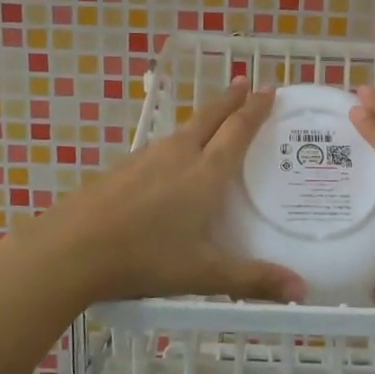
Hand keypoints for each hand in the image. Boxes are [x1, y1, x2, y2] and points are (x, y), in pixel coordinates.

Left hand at [18, 81, 305, 307]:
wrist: (72, 249)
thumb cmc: (145, 258)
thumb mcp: (204, 273)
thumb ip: (252, 280)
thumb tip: (302, 291)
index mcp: (205, 173)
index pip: (237, 131)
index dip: (255, 109)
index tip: (269, 89)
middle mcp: (178, 155)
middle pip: (209, 117)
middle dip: (229, 99)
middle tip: (244, 82)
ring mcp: (146, 159)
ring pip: (183, 130)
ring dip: (204, 118)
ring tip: (214, 119)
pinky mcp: (121, 169)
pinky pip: (160, 147)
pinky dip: (178, 141)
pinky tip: (171, 159)